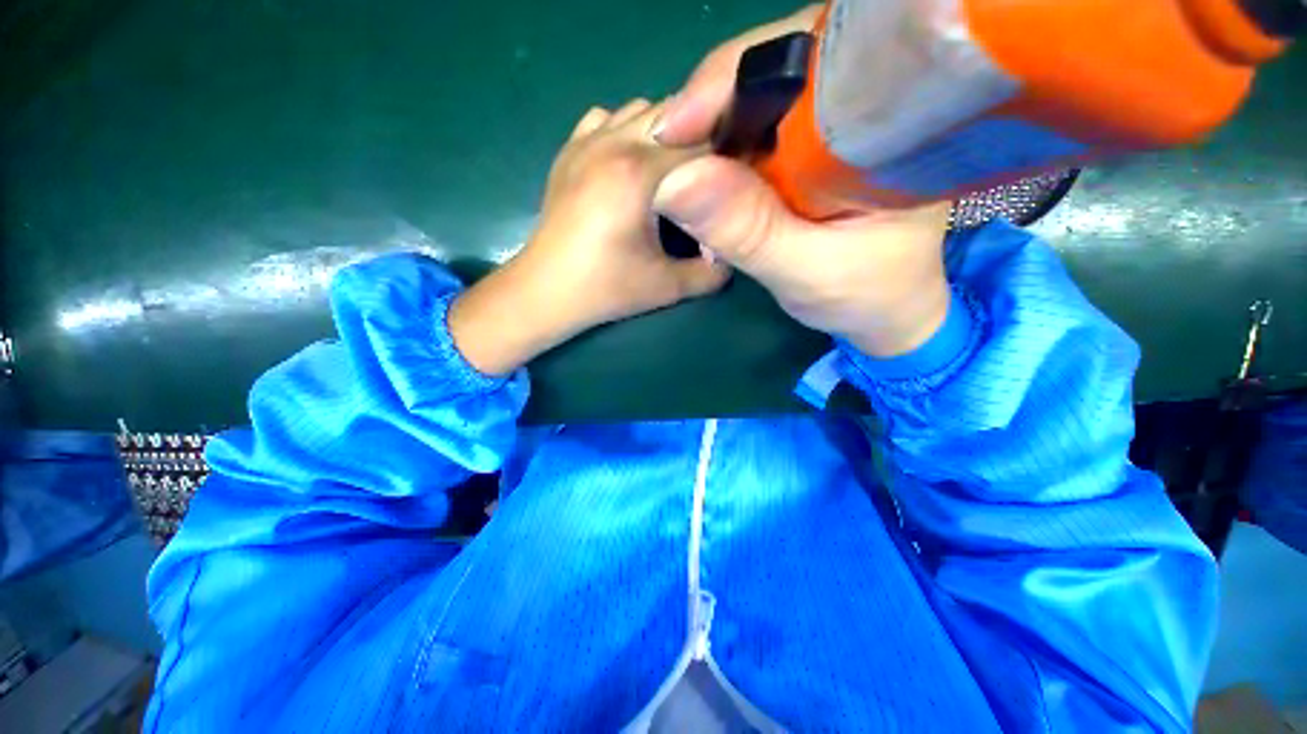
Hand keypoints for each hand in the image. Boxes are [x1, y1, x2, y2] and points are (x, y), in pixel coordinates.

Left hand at [450, 99, 728, 374]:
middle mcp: (611, 142)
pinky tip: (630, 167)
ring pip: (642, 111)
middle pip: (675, 115)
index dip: (727, 158)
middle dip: (699, 143)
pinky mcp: (569, 150)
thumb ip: (712, 271)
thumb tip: (735, 253)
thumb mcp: (668, 288)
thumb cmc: (606, 290)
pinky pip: (608, 119)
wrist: (545, 292)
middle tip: (706, 182)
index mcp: (637, 173)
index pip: (702, 141)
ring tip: (669, 175)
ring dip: (665, 134)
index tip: (737, 182)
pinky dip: (628, 132)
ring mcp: (585, 141)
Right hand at [653, 7, 952, 358]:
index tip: (673, 131)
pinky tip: (707, 182)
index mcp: (891, 118)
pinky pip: (757, 130)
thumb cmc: (864, 295)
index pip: (804, 62)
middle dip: (713, 106)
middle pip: (775, 66)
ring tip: (682, 175)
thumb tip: (672, 183)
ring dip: (713, 131)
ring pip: (759, 95)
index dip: (730, 85)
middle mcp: (867, 102)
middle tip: (669, 155)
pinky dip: (723, 152)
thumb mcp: (805, 271)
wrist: (883, 309)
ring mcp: (837, 120)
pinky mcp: (813, 145)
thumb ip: (748, 231)